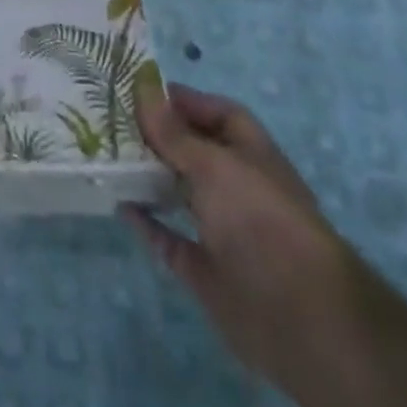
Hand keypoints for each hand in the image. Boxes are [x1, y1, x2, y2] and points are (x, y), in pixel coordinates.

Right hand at [124, 85, 358, 389]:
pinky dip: (147, 222)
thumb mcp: (213, 164)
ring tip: (109, 154)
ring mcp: (223, 230)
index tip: (141, 90)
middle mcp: (239, 187)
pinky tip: (120, 204)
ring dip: (150, 175)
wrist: (296, 315)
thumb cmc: (258, 218)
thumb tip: (143, 92)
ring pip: (181, 192)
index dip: (186, 100)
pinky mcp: (206, 269)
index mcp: (252, 155)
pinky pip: (170, 238)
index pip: (220, 114)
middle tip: (114, 118)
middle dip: (160, 135)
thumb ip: (174, 133)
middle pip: (196, 151)